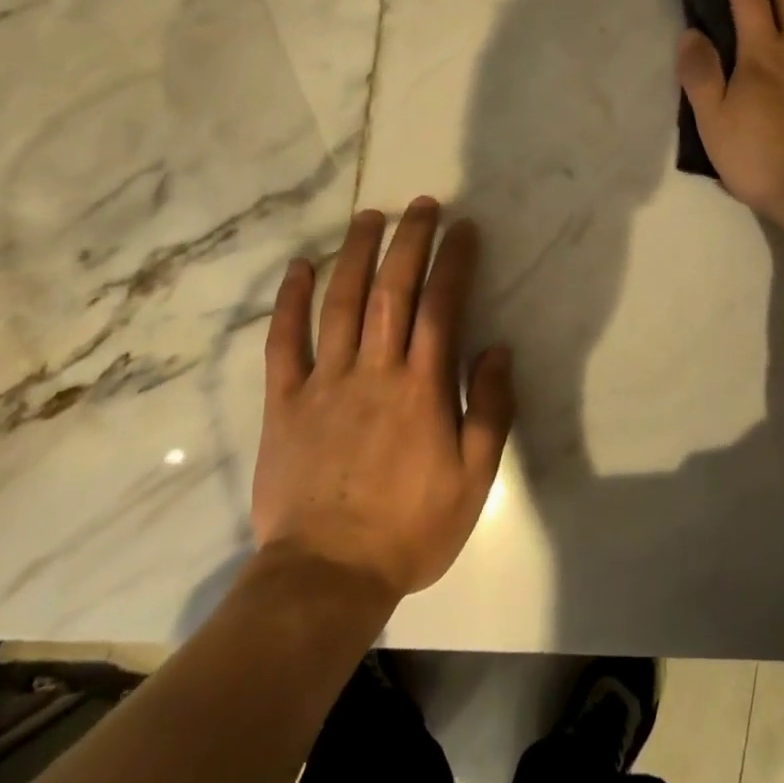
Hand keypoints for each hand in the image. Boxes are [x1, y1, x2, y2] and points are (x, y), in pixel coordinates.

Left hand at [251, 199, 514, 601]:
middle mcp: (374, 369)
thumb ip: (491, 409)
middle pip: (392, 289)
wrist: (326, 578)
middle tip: (422, 204)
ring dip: (356, 253)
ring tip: (370, 216)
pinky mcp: (285, 401)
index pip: (442, 304)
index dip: (454, 260)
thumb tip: (499, 348)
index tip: (463, 228)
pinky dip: (291, 301)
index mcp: (422, 387)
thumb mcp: (474, 479)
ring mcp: (325, 381)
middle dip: (410, 240)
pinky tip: (300, 267)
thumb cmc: (409, 528)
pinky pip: (284, 341)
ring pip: (341, 302)